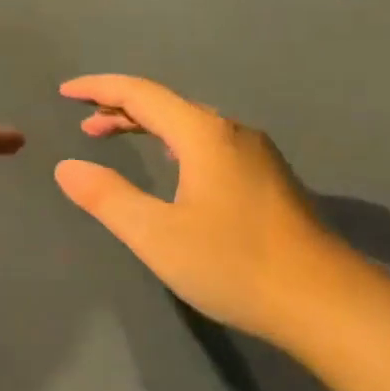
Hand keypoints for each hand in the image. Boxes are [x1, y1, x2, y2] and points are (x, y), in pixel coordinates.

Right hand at [55, 76, 356, 348]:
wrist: (324, 301)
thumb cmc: (234, 264)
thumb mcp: (157, 235)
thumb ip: (107, 197)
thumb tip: (66, 167)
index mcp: (204, 134)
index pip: (141, 93)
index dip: (99, 89)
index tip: (65, 93)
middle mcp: (232, 132)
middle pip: (167, 104)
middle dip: (120, 109)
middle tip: (84, 126)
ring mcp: (256, 154)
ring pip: (190, 125)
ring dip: (148, 126)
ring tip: (115, 139)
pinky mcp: (269, 179)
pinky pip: (209, 143)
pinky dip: (174, 143)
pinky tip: (172, 166)